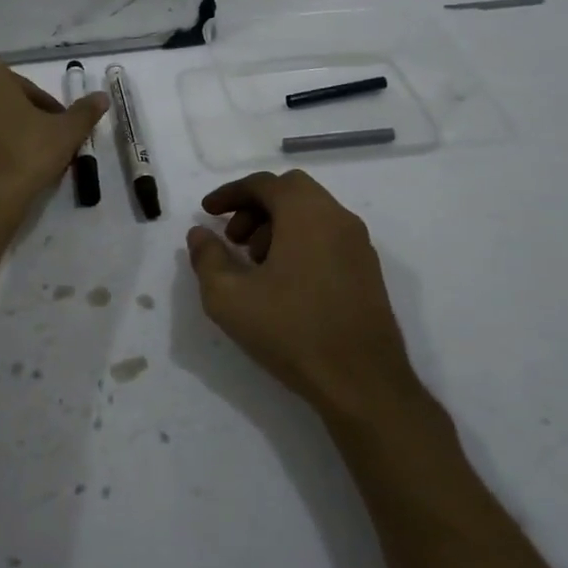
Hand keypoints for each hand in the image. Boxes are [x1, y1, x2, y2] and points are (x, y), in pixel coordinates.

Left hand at [0, 62, 109, 216]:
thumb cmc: (26, 152)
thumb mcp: (66, 132)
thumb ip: (84, 112)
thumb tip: (102, 97)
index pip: (29, 89)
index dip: (50, 111)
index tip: (62, 131)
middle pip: (7, 104)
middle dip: (28, 121)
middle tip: (50, 146)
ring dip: (10, 136)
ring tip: (32, 163)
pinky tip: (10, 174)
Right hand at [187, 170, 421, 420]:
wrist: (363, 383)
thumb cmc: (291, 331)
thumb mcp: (229, 297)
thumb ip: (208, 258)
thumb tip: (200, 233)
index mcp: (306, 213)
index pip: (263, 184)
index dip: (230, 193)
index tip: (207, 212)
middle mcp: (337, 217)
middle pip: (291, 191)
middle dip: (255, 207)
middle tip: (233, 238)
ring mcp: (358, 244)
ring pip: (311, 214)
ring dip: (277, 226)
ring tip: (255, 265)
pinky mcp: (368, 271)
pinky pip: (328, 236)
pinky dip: (300, 242)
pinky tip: (284, 282)